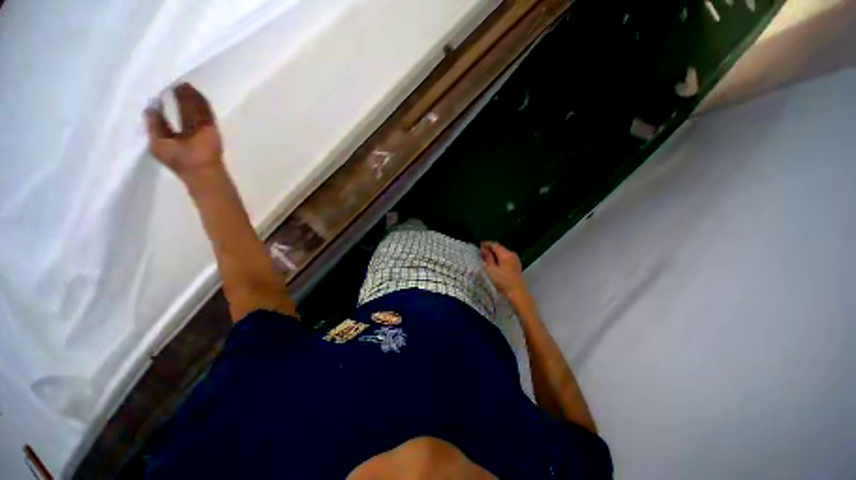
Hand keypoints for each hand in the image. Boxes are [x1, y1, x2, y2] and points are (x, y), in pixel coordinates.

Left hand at [144, 83, 222, 179]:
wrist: (201, 169)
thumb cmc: (177, 159)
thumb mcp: (157, 142)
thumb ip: (154, 124)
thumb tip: (152, 104)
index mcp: (170, 137)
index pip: (163, 118)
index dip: (159, 106)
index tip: (158, 94)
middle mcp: (185, 131)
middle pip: (180, 112)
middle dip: (176, 100)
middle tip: (172, 85)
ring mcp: (199, 129)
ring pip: (193, 110)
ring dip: (189, 98)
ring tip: (183, 84)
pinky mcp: (211, 127)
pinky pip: (205, 112)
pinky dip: (201, 102)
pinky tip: (195, 90)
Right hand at [481, 242, 528, 302]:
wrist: (517, 293)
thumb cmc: (502, 281)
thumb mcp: (491, 269)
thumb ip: (487, 257)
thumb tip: (484, 249)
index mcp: (506, 254)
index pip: (494, 244)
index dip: (486, 244)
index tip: (479, 245)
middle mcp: (512, 254)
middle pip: (499, 248)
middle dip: (490, 249)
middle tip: (481, 252)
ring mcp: (515, 259)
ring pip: (502, 253)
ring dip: (494, 254)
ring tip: (486, 258)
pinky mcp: (516, 265)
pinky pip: (506, 257)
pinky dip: (499, 258)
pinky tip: (494, 263)